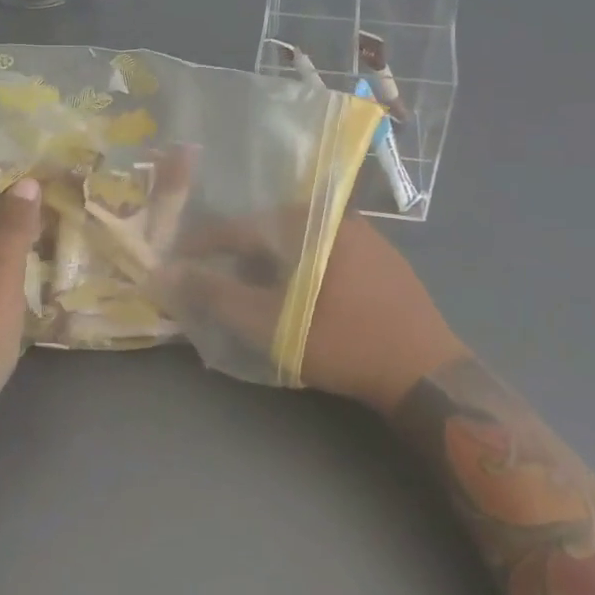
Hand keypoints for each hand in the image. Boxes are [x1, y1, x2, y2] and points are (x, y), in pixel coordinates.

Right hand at [169, 214, 467, 413]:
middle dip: (236, 256)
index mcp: (313, 224)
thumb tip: (166, 272)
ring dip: (268, 265)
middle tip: (212, 281)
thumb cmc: (346, 343)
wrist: (428, 374)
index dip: (204, 244)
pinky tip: (296, 299)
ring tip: (249, 293)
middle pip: (270, 231)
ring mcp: (366, 239)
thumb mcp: (273, 323)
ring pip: (299, 245)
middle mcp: (339, 220)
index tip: (177, 261)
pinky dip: (299, 271)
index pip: (243, 225)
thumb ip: (217, 295)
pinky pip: (325, 256)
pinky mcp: (383, 263)